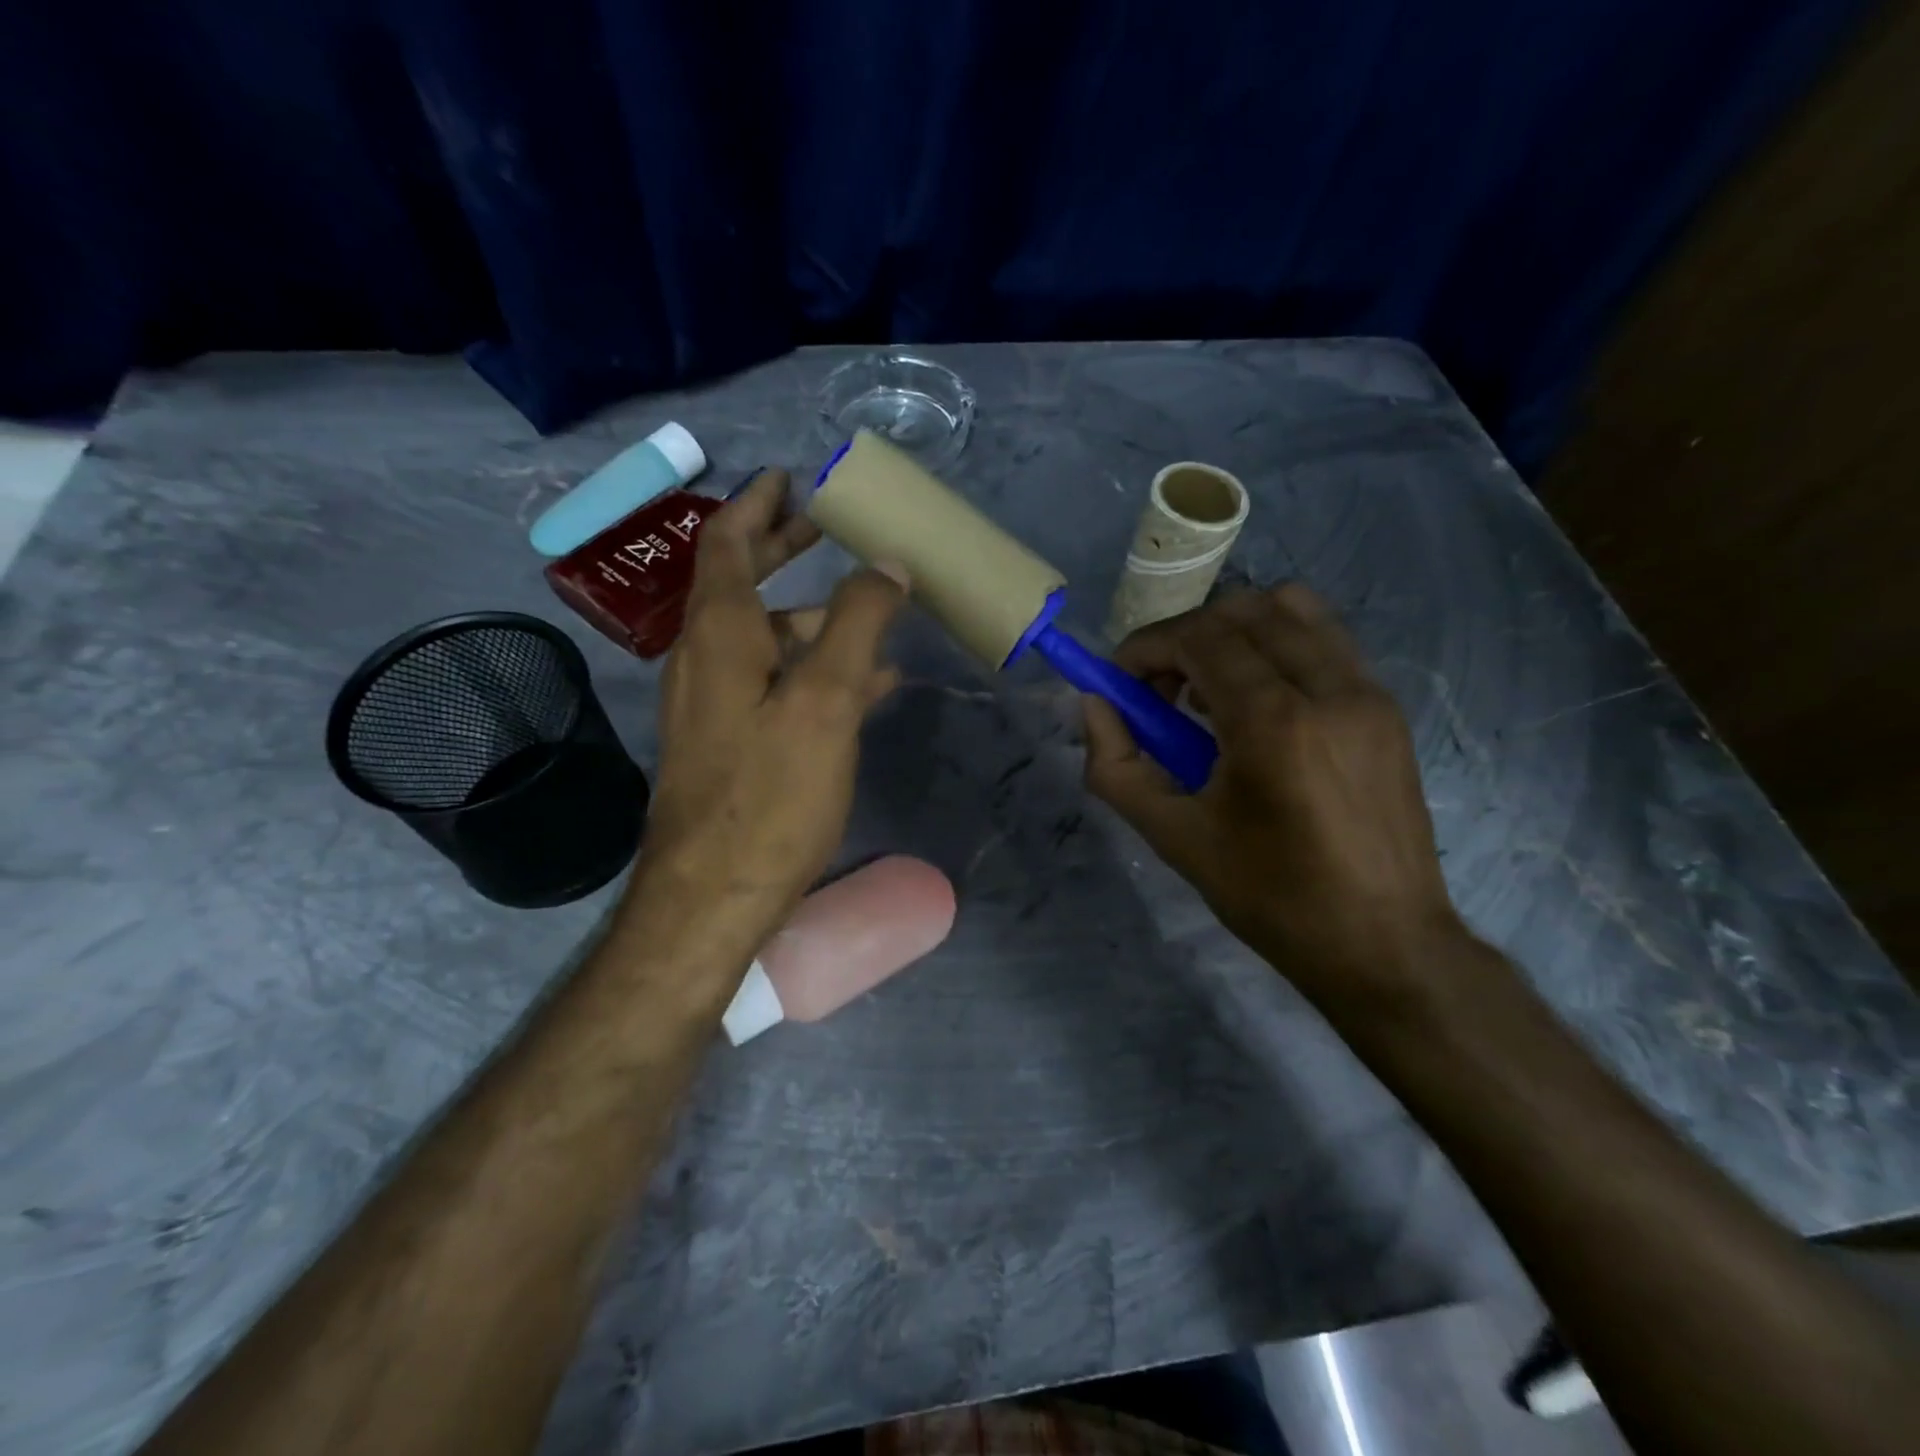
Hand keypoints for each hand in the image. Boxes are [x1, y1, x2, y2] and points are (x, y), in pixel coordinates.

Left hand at [632, 468, 907, 971]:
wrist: (714, 894)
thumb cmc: (769, 793)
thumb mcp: (826, 700)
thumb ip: (858, 624)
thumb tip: (886, 566)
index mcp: (719, 634)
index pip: (727, 543)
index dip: (757, 505)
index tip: (789, 478)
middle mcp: (705, 660)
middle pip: (741, 585)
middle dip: (782, 551)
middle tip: (824, 527)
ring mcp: (713, 705)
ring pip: (764, 639)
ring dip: (812, 618)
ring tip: (871, 615)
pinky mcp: (729, 743)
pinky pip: (773, 684)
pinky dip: (813, 668)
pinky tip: (864, 685)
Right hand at [1082, 584, 1465, 1012]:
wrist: (1385, 944)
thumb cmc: (1271, 897)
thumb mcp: (1174, 838)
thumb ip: (1117, 767)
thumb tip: (1094, 707)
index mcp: (1273, 723)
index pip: (1200, 637)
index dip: (1147, 647)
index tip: (1121, 681)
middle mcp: (1328, 688)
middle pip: (1244, 609)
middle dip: (1186, 636)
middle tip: (1161, 689)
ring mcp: (1368, 692)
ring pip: (1293, 610)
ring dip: (1235, 631)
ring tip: (1211, 689)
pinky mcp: (1387, 708)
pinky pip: (1324, 641)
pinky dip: (1276, 647)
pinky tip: (1259, 706)